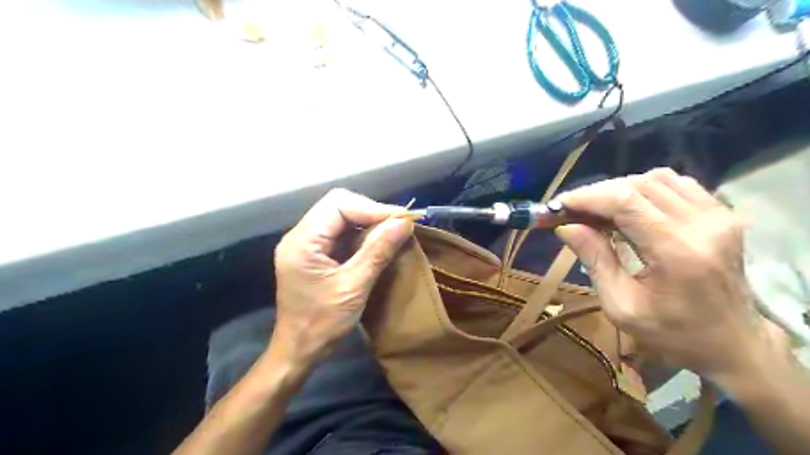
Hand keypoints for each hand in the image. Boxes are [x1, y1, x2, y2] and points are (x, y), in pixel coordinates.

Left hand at [274, 188, 413, 362]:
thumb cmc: (322, 324)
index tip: (402, 220)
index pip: (338, 204)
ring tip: (393, 233)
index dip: (373, 208)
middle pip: (339, 206)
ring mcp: (306, 244)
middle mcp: (301, 236)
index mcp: (303, 241)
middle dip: (371, 213)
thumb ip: (378, 251)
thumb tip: (404, 222)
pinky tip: (378, 243)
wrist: (299, 350)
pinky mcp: (315, 253)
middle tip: (399, 226)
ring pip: (341, 217)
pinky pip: (341, 232)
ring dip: (369, 223)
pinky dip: (362, 235)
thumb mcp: (354, 287)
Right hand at [553, 169, 766, 378]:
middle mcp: (703, 225)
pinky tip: (631, 207)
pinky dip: (645, 189)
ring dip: (620, 189)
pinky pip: (677, 185)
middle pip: (639, 185)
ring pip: (657, 179)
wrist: (734, 344)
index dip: (588, 197)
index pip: (625, 202)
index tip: (560, 205)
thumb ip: (595, 260)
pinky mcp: (724, 215)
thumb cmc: (673, 333)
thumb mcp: (621, 306)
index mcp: (677, 252)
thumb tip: (565, 226)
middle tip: (573, 209)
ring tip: (599, 209)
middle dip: (598, 192)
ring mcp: (720, 216)